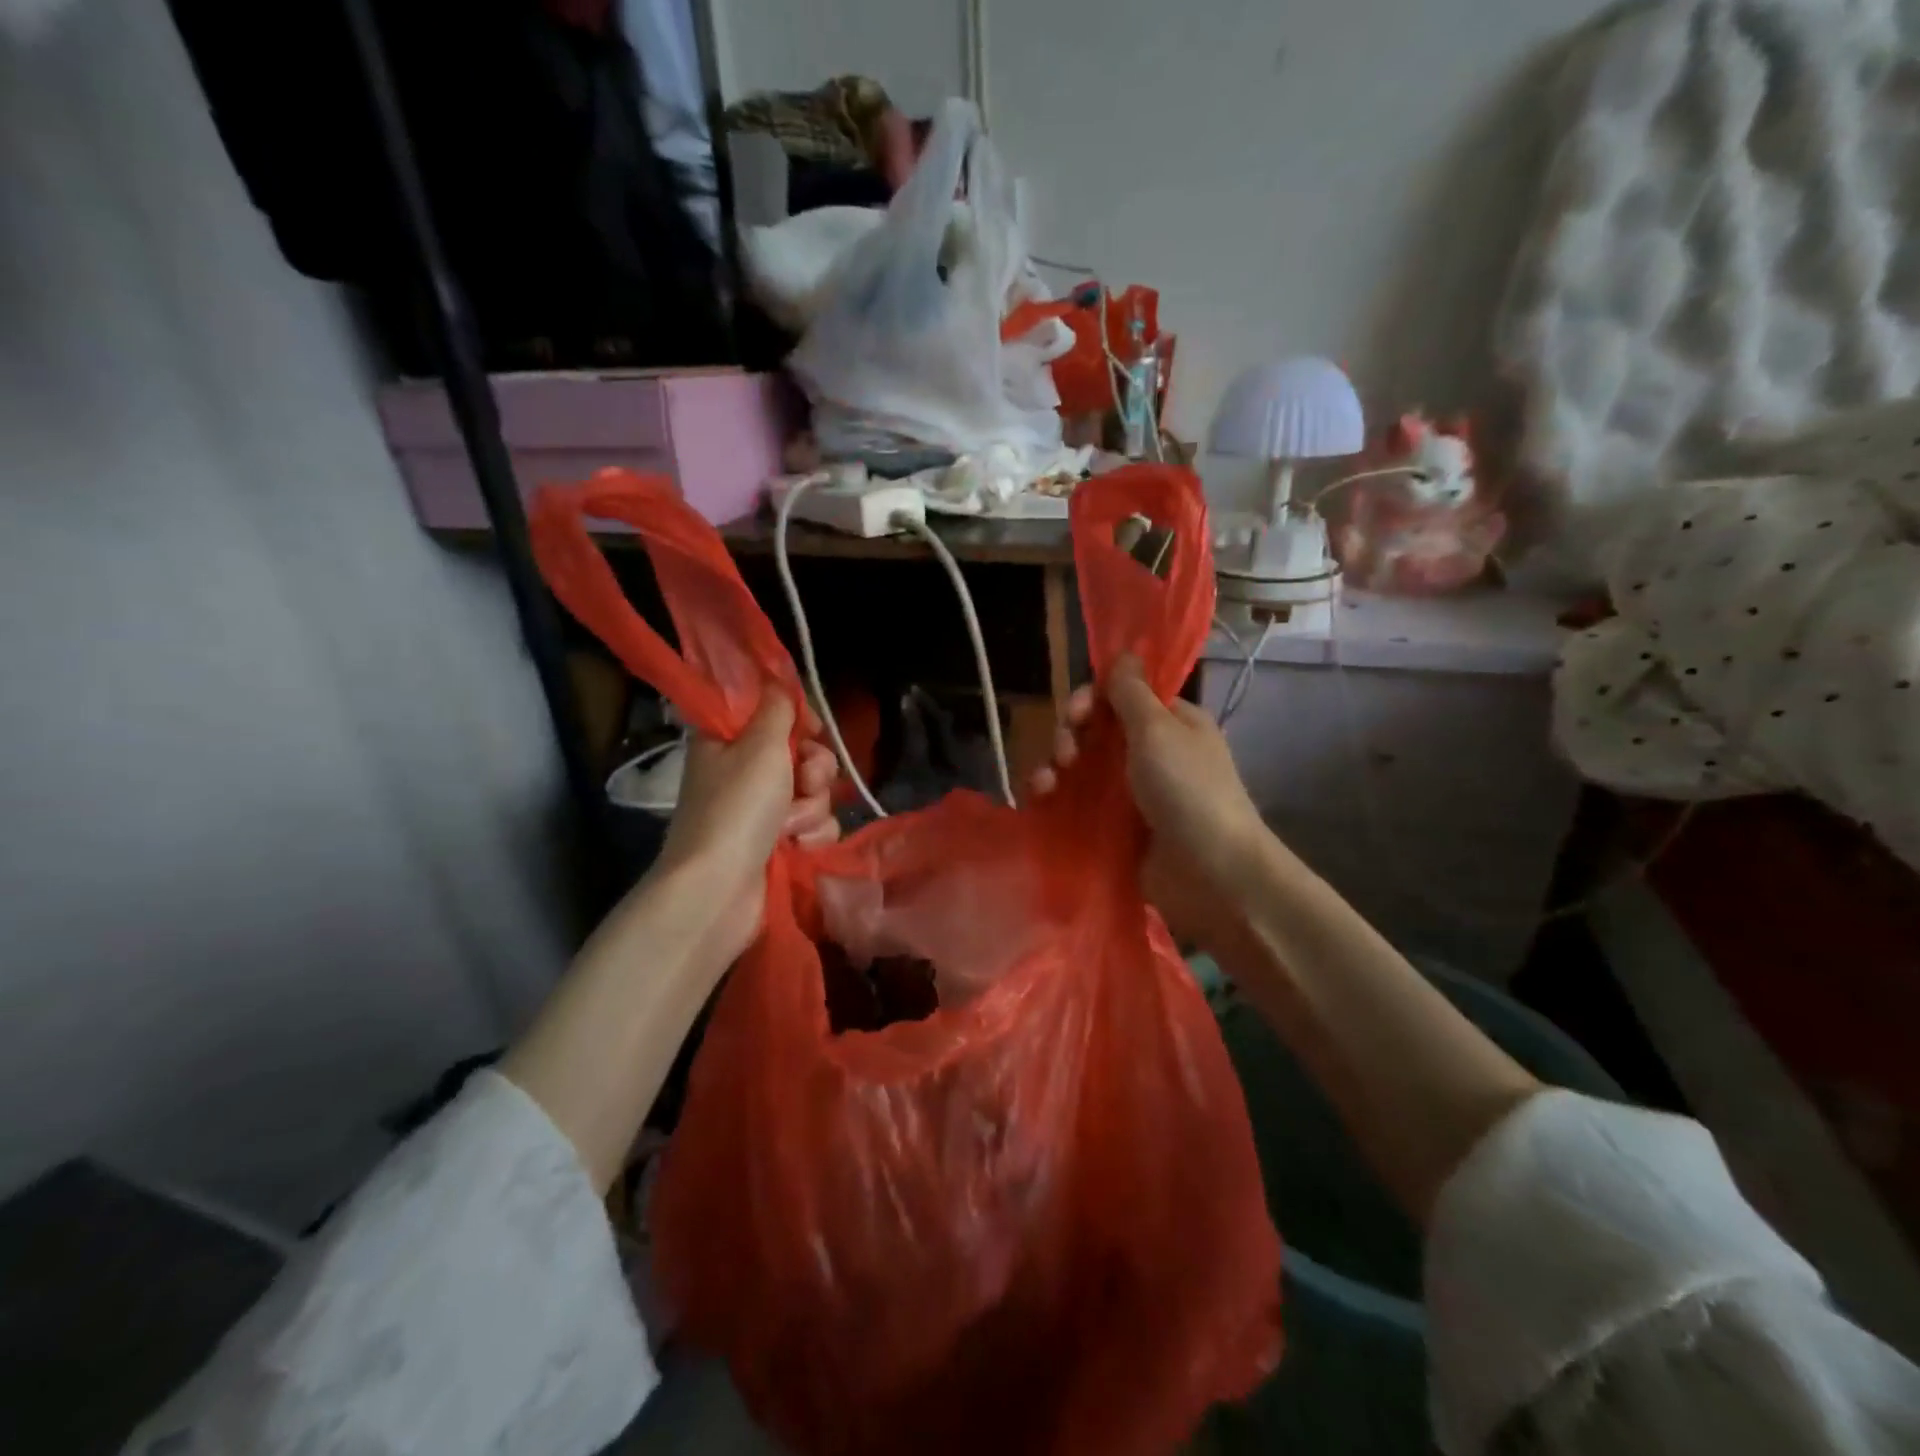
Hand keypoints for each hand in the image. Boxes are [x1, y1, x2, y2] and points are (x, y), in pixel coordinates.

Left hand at [655, 694, 839, 964]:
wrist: (718, 890)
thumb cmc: (736, 808)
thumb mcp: (759, 745)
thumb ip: (777, 709)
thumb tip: (779, 683)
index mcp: (727, 741)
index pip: (773, 714)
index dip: (800, 720)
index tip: (813, 729)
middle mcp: (744, 772)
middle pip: (803, 754)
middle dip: (814, 770)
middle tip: (805, 782)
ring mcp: (762, 811)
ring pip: (814, 793)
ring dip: (812, 808)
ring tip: (790, 827)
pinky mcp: (778, 844)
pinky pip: (815, 826)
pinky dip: (811, 836)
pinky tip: (796, 848)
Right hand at [1030, 655, 1269, 946]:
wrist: (1212, 873)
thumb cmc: (1189, 789)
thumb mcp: (1159, 730)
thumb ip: (1131, 692)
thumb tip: (1125, 653)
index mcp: (1168, 722)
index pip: (1118, 697)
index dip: (1090, 700)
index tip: (1077, 715)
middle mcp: (1147, 753)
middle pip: (1092, 732)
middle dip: (1069, 736)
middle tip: (1066, 756)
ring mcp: (1129, 793)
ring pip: (1079, 768)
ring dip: (1053, 767)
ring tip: (1045, 783)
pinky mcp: (1113, 828)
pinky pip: (1076, 803)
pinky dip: (1054, 798)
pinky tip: (1039, 799)